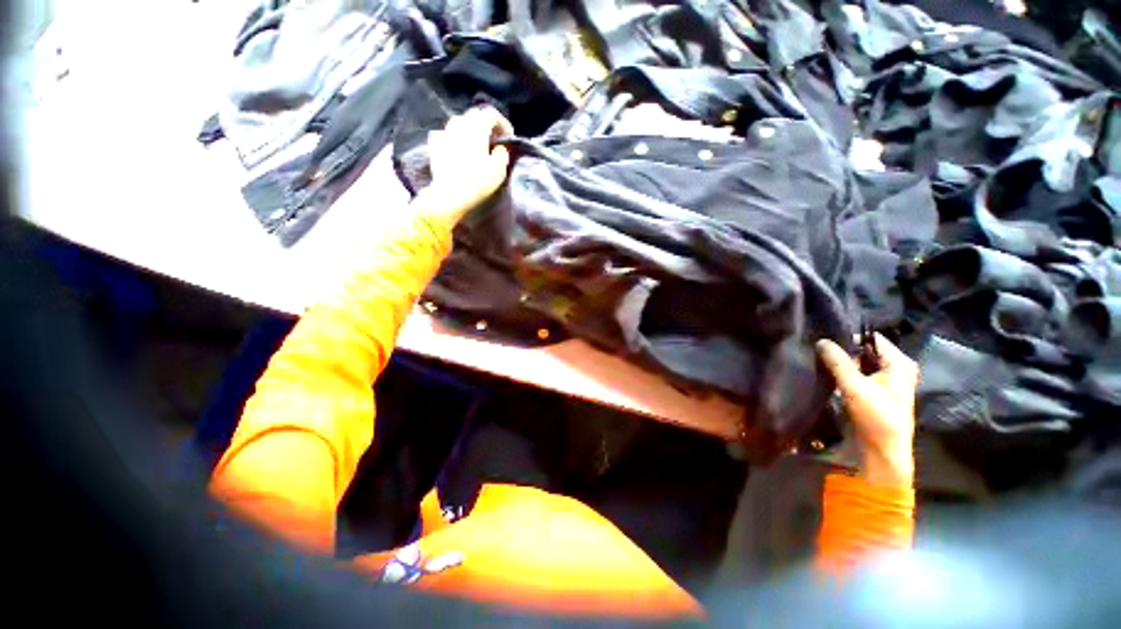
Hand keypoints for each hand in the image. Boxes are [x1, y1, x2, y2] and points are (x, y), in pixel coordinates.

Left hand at [420, 107, 513, 229]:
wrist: (449, 195)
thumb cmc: (478, 182)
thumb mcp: (499, 170)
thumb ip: (502, 154)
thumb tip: (500, 148)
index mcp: (477, 127)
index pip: (492, 114)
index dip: (503, 124)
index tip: (509, 138)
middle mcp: (459, 124)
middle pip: (475, 115)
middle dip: (486, 124)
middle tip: (494, 140)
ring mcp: (445, 133)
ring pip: (459, 122)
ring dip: (470, 128)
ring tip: (476, 143)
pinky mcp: (435, 146)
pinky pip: (444, 133)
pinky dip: (453, 136)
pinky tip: (455, 145)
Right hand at [816, 334, 918, 485]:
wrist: (884, 449)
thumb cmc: (875, 415)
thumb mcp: (854, 385)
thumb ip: (837, 361)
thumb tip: (821, 340)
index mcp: (900, 363)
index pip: (872, 338)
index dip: (850, 336)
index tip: (826, 338)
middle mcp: (897, 368)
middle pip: (866, 350)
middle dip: (845, 351)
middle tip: (821, 351)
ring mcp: (889, 381)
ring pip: (862, 363)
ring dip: (844, 363)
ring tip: (822, 361)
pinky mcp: (879, 391)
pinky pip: (861, 374)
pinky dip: (847, 373)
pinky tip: (831, 375)